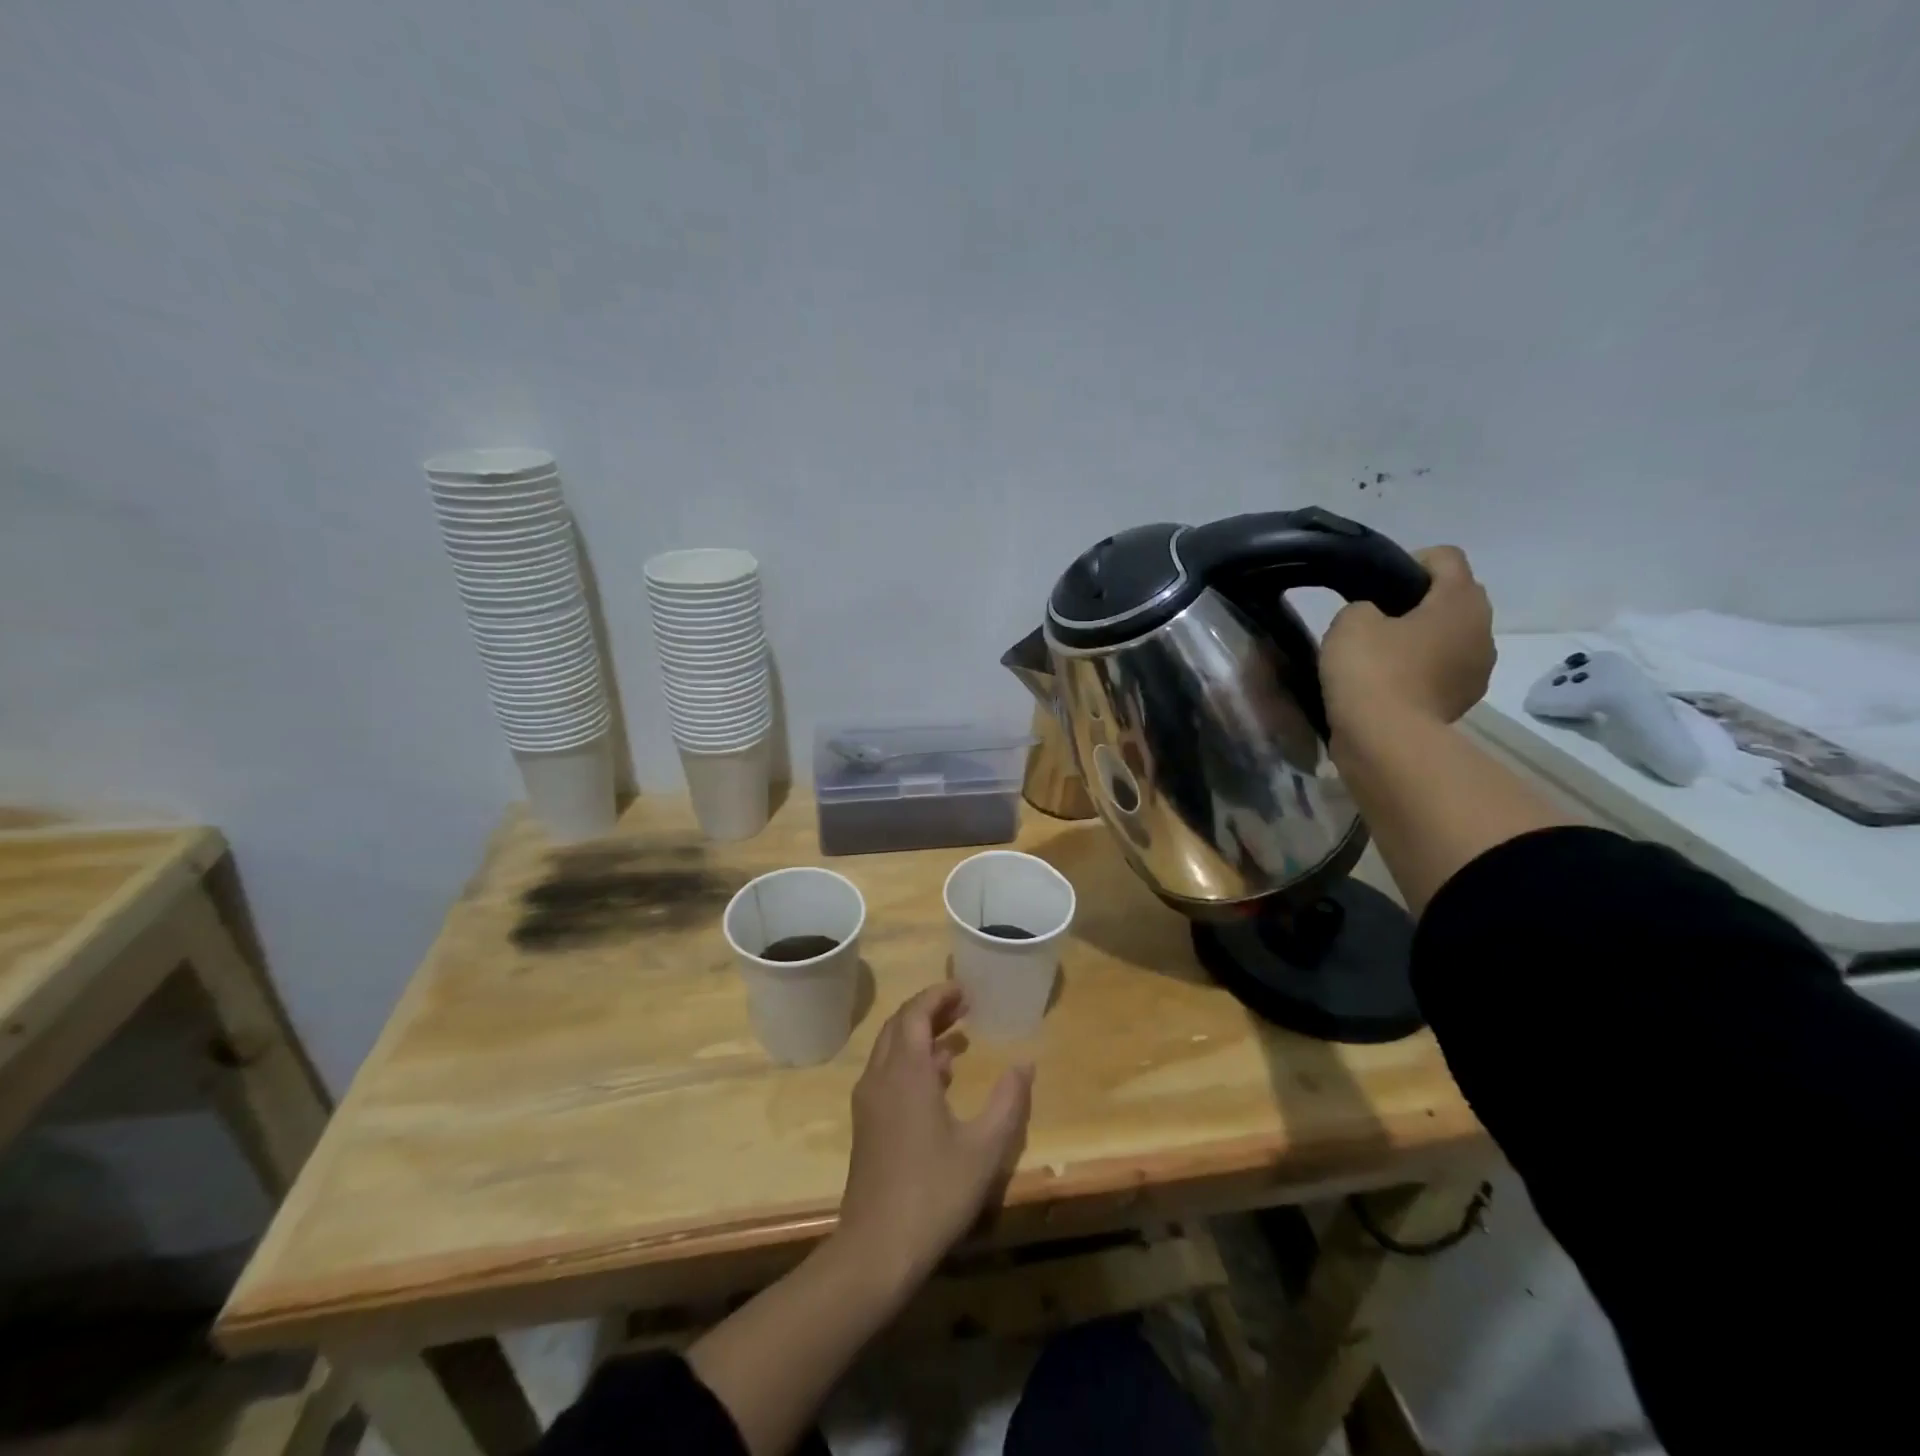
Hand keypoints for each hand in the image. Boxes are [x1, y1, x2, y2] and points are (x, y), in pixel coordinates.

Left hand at [834, 984, 1033, 1290]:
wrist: (877, 1249)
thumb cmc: (934, 1191)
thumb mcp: (984, 1147)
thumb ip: (1008, 1101)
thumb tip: (1025, 1064)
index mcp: (906, 1071)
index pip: (916, 1012)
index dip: (938, 995)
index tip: (964, 989)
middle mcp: (881, 1076)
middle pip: (900, 1025)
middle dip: (930, 1010)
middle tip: (963, 1007)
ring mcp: (869, 1101)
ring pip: (891, 1050)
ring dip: (920, 1036)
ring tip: (956, 1040)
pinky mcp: (866, 1124)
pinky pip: (887, 1073)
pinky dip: (911, 1062)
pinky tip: (938, 1082)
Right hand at [1321, 545, 1495, 737]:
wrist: (1385, 740)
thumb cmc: (1372, 670)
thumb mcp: (1350, 621)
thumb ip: (1363, 606)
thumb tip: (1375, 619)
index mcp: (1461, 600)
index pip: (1445, 557)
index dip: (1409, 561)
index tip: (1376, 585)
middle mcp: (1482, 630)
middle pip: (1454, 598)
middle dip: (1419, 602)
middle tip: (1375, 619)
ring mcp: (1478, 670)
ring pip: (1450, 638)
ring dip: (1422, 640)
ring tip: (1380, 656)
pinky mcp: (1462, 702)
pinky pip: (1442, 671)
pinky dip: (1420, 671)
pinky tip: (1388, 684)